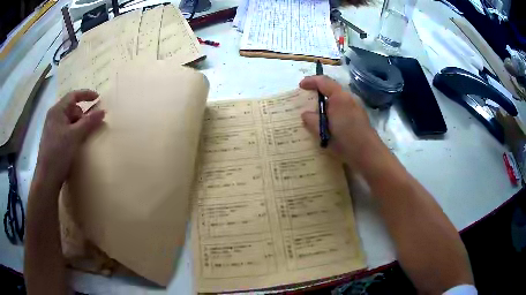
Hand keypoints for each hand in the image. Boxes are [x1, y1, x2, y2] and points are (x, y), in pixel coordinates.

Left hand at [36, 90, 104, 184]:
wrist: (47, 177)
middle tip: (89, 126)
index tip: (98, 98)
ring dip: (78, 125)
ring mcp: (52, 128)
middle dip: (82, 115)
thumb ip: (89, 122)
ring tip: (82, 137)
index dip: (86, 94)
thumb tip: (103, 111)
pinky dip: (73, 133)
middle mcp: (54, 116)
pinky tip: (75, 143)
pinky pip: (66, 130)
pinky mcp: (52, 139)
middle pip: (71, 108)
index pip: (73, 96)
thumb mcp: (75, 136)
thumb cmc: (59, 152)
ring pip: (69, 120)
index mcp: (57, 110)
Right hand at [300, 76, 384, 169]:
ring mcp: (356, 106)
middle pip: (331, 89)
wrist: (369, 154)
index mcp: (339, 97)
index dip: (310, 81)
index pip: (323, 81)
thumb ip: (312, 120)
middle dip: (318, 92)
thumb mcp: (324, 132)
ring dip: (326, 103)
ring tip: (316, 113)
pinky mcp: (359, 116)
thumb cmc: (345, 141)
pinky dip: (333, 110)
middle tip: (307, 100)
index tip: (300, 86)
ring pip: (337, 99)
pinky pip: (342, 107)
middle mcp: (349, 98)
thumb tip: (305, 114)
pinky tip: (329, 122)